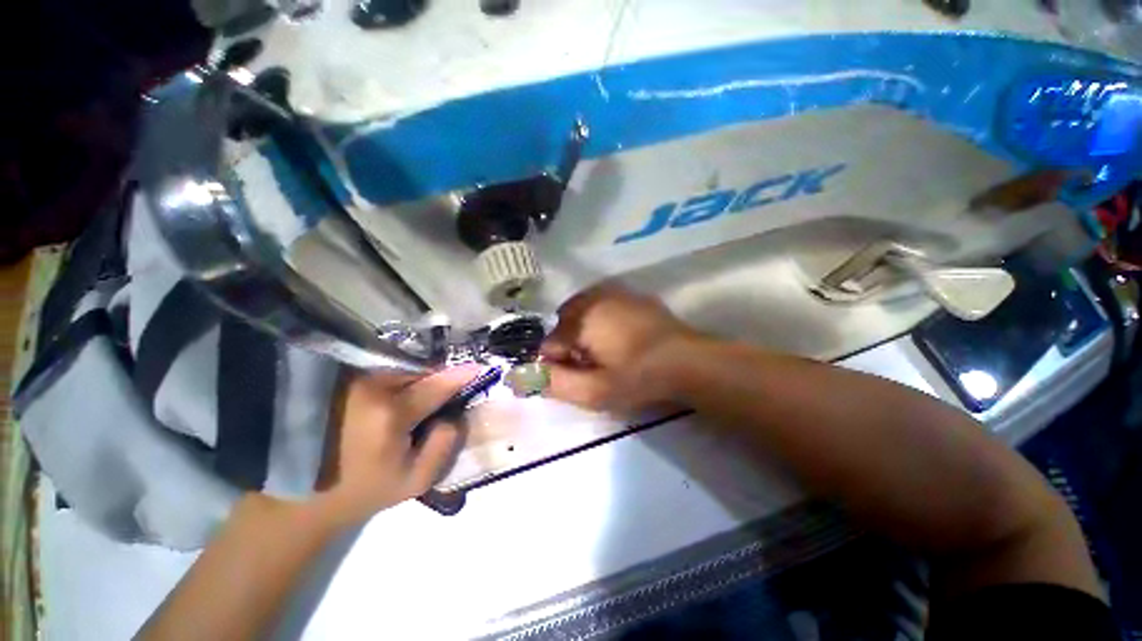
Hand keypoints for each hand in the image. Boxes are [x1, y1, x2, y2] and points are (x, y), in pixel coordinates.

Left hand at [313, 364, 482, 526]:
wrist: (298, 498)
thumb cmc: (361, 492)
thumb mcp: (415, 481)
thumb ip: (444, 446)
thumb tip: (454, 415)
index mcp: (392, 414)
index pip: (437, 386)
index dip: (461, 376)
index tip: (479, 367)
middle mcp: (371, 388)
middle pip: (419, 373)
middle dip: (435, 381)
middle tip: (439, 399)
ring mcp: (351, 381)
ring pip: (400, 371)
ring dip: (415, 381)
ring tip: (413, 403)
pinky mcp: (338, 381)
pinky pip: (382, 374)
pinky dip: (396, 382)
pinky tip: (390, 401)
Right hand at [541, 284, 696, 412]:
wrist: (689, 362)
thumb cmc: (639, 377)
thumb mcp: (594, 391)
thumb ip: (554, 384)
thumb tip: (518, 377)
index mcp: (581, 317)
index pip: (549, 343)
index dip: (557, 365)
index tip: (574, 379)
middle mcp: (595, 297)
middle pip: (565, 324)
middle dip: (570, 346)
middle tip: (590, 367)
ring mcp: (617, 293)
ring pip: (584, 314)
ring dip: (585, 333)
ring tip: (605, 355)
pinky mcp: (635, 297)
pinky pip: (604, 308)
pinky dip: (603, 322)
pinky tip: (621, 340)